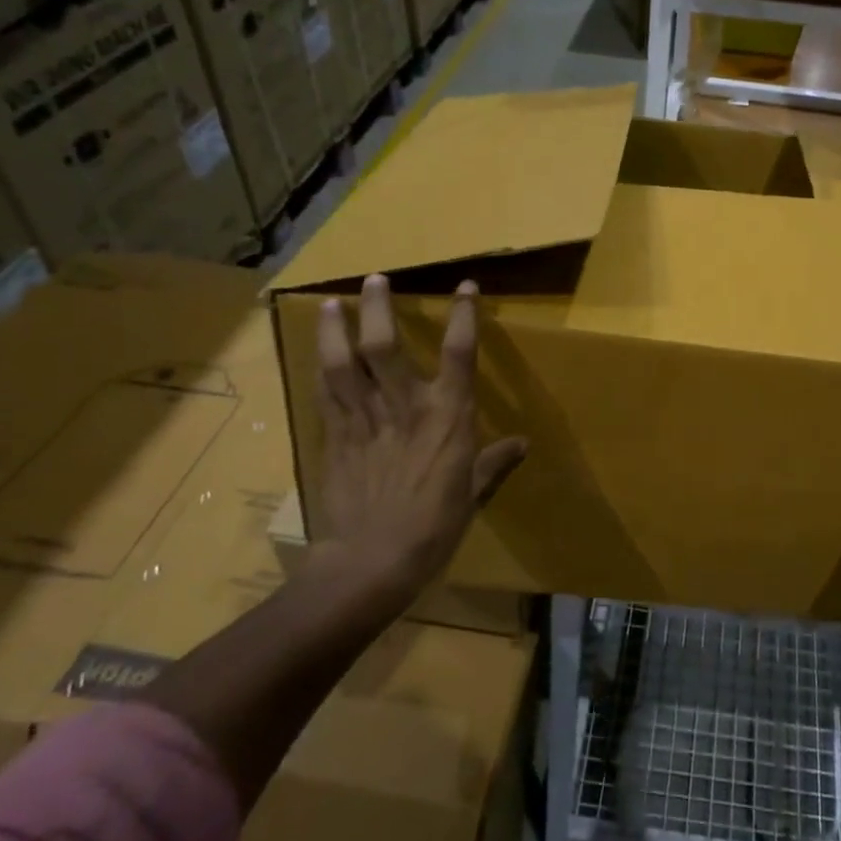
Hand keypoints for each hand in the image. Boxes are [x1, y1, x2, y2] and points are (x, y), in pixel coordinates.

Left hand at [310, 274, 526, 623]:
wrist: (372, 561)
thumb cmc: (433, 527)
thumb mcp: (472, 493)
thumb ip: (493, 462)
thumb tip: (522, 444)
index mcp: (447, 417)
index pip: (460, 353)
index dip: (463, 315)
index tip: (465, 286)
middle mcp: (405, 406)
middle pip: (385, 345)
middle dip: (378, 308)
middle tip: (373, 280)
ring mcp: (364, 419)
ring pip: (344, 363)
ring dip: (334, 329)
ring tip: (329, 304)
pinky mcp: (335, 437)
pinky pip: (326, 393)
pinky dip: (321, 368)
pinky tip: (319, 353)